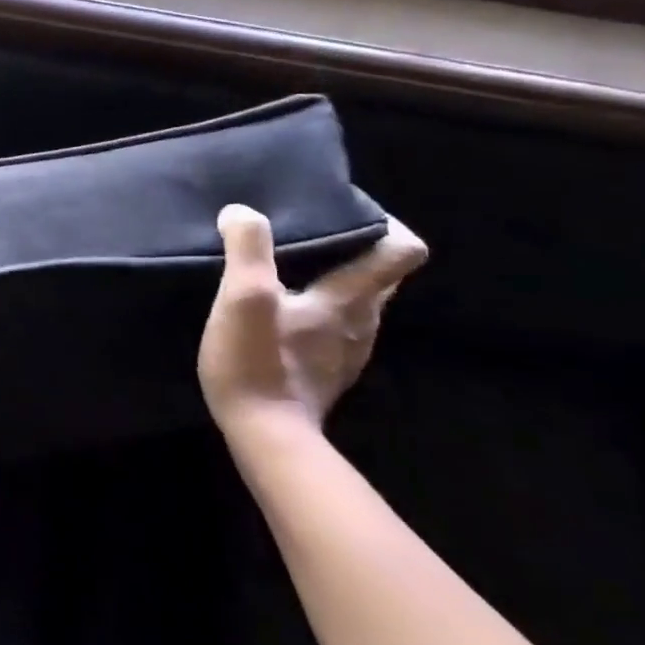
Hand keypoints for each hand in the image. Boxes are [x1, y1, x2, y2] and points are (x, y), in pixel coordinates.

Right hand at [198, 205, 426, 436]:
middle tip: (309, 231)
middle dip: (355, 246)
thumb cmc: (258, 362)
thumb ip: (248, 249)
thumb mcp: (244, 298)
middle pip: (382, 273)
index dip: (384, 223)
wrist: (265, 436)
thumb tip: (242, 211)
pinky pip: (336, 324)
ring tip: (291, 264)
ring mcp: (348, 350)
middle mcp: (362, 321)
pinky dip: (319, 306)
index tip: (345, 208)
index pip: (402, 251)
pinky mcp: (327, 370)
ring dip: (335, 276)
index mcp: (351, 299)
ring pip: (359, 299)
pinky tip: (282, 309)